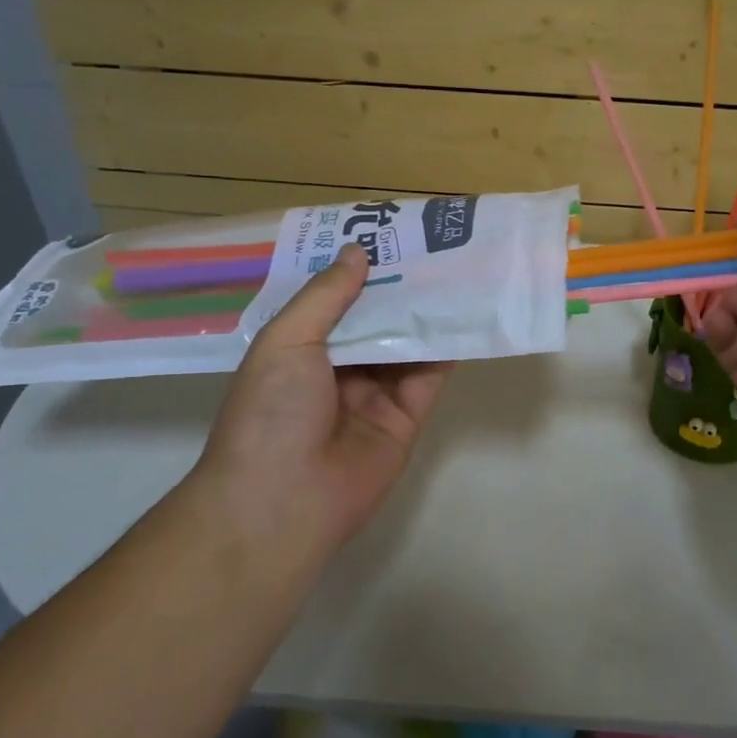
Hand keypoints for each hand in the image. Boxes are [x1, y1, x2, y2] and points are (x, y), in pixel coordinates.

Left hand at [184, 244, 451, 553]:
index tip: (387, 235)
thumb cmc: (271, 411)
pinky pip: (429, 377)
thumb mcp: (287, 341)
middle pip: (375, 320)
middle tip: (433, 246)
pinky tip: (465, 315)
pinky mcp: (406, 418)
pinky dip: (446, 348)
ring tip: (457, 270)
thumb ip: (326, 296)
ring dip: (427, 312)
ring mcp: (374, 395)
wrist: (284, 501)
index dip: (358, 271)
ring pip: (406, 344)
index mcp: (299, 350)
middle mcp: (337, 369)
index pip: (333, 301)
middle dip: (399, 287)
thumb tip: (357, 252)